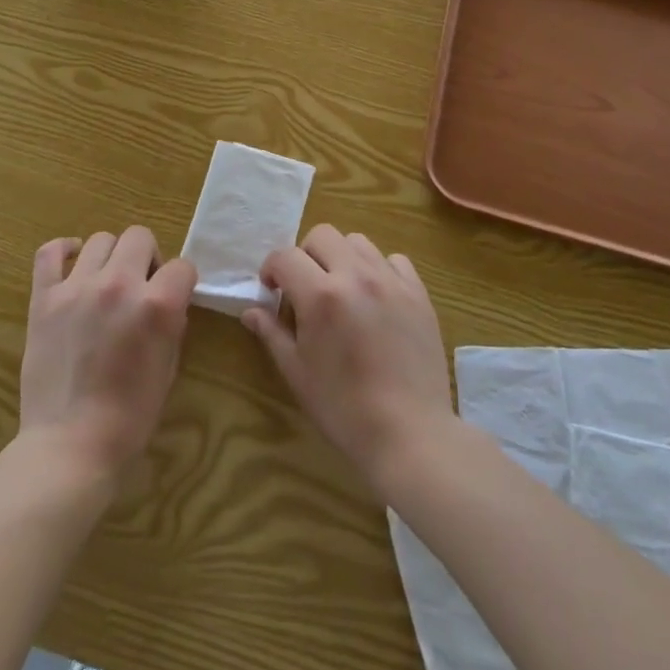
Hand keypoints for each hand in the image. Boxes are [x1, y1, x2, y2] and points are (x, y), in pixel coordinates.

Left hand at [18, 226, 197, 479]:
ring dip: (111, 257)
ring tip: (106, 282)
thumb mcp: (169, 367)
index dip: (181, 282)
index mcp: (157, 305)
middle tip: (140, 287)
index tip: (173, 297)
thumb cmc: (130, 417)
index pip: (182, 266)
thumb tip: (167, 301)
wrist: (71, 446)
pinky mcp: (44, 297)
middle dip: (148, 258)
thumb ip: (171, 323)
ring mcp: (77, 287)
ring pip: (101, 239)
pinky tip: (72, 262)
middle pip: (140, 236)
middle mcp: (119, 284)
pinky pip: (50, 252)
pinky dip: (63, 250)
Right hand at [243, 224, 456, 491]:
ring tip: (341, 289)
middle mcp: (356, 276)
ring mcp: (391, 282)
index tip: (272, 290)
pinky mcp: (418, 294)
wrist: (410, 434)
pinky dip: (379, 269)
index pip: (285, 256)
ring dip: (341, 257)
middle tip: (305, 288)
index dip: (272, 269)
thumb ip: (272, 333)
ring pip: (358, 242)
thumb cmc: (343, 408)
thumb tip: (251, 311)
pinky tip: (375, 297)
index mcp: (320, 295)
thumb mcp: (297, 373)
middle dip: (305, 255)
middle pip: (322, 235)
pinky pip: (395, 260)